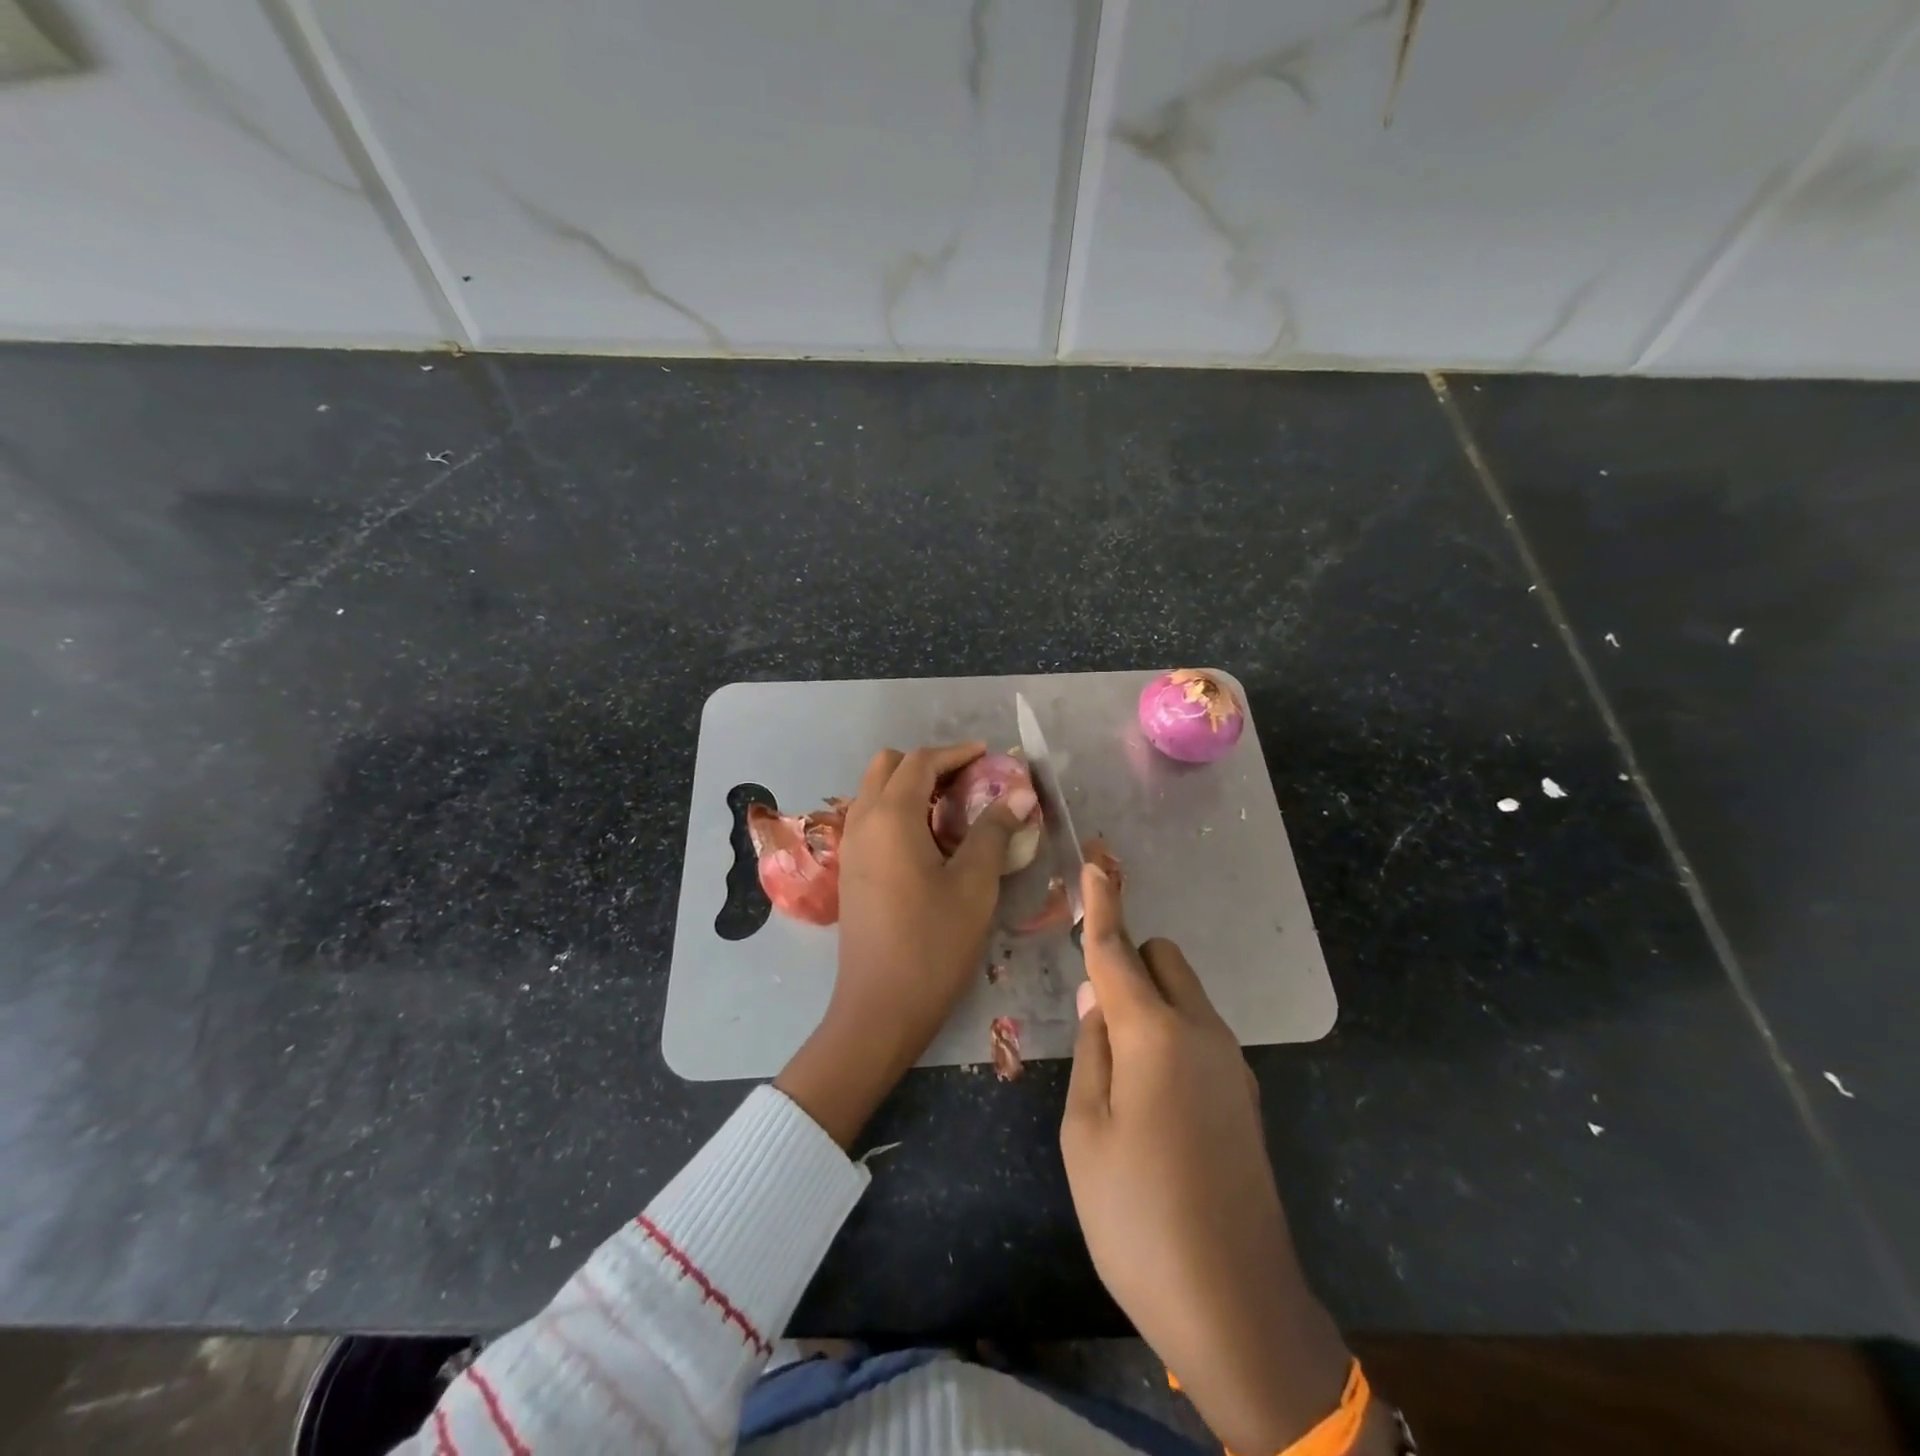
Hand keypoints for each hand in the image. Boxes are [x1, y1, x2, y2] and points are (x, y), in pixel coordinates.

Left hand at [776, 742, 1022, 1147]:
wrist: (879, 1008)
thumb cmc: (933, 943)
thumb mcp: (975, 885)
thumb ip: (994, 831)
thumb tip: (1019, 792)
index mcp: (891, 817)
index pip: (920, 762)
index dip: (956, 753)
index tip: (988, 757)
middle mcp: (862, 821)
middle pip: (888, 767)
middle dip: (928, 764)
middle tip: (968, 782)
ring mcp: (850, 847)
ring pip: (875, 792)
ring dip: (910, 787)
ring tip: (953, 810)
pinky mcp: (850, 871)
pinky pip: (871, 819)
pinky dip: (898, 811)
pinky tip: (929, 842)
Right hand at [1062, 863, 1370, 1455]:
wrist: (1237, 1306)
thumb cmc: (1137, 1217)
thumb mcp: (1084, 1133)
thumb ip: (1092, 1049)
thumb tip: (1097, 993)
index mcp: (1154, 1036)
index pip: (1118, 948)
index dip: (1103, 898)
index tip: (1096, 852)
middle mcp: (1201, 1033)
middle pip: (1163, 958)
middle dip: (1128, 962)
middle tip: (1093, 1014)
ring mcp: (1231, 1063)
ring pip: (1184, 995)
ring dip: (1149, 1002)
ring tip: (1118, 1073)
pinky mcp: (1244, 1094)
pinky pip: (1200, 1033)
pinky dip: (1170, 1034)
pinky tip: (1151, 1101)